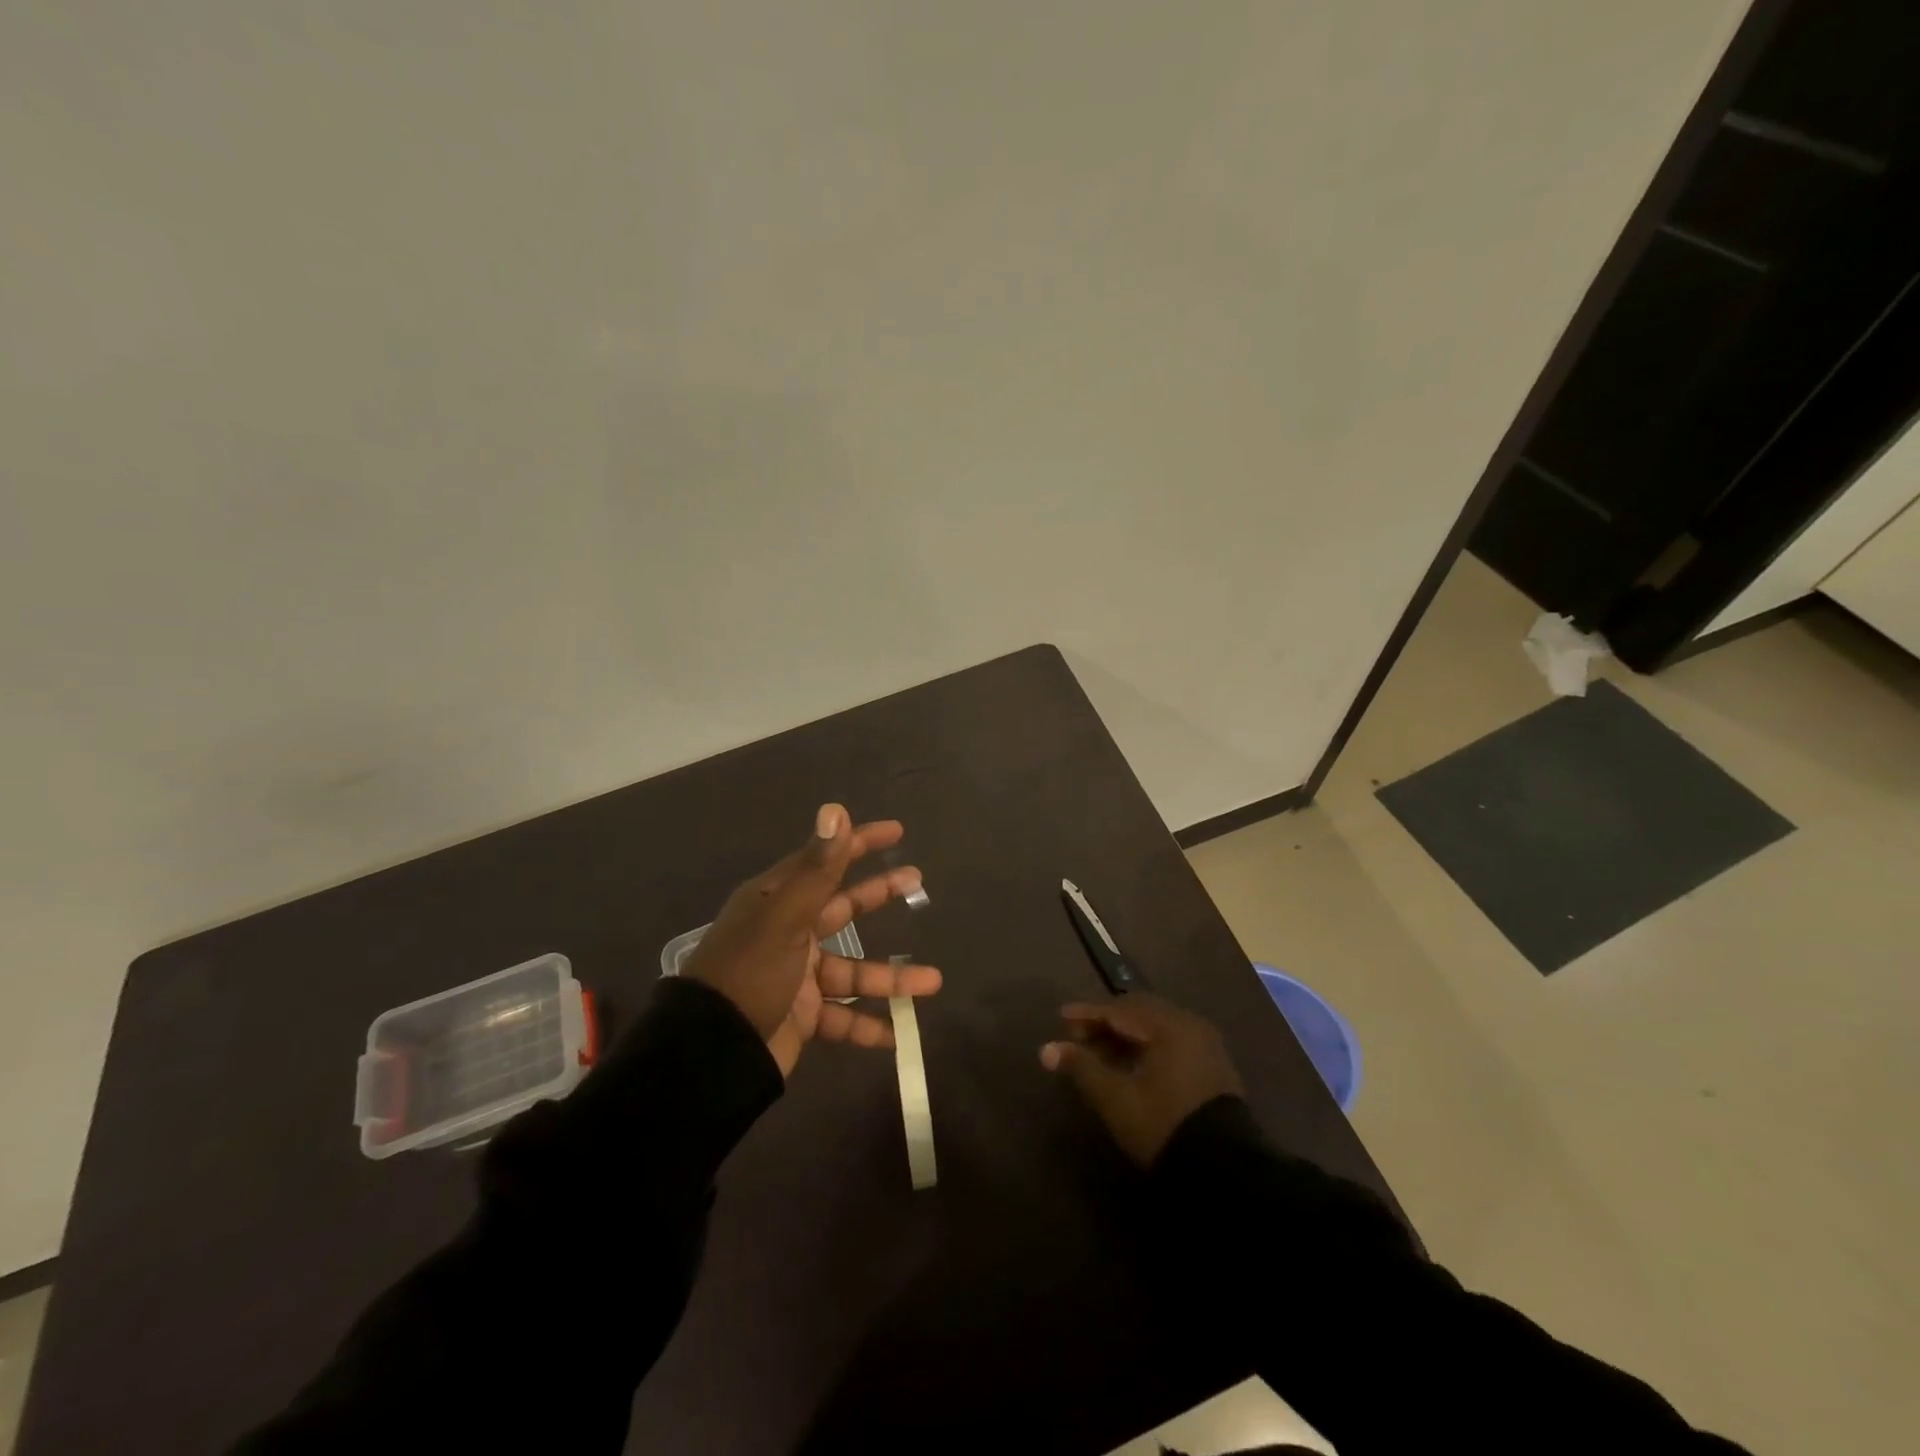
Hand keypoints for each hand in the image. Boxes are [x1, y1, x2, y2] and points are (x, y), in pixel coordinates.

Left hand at [683, 803, 941, 1077]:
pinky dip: (868, 1027)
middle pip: (842, 908)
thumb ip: (817, 869)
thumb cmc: (750, 973)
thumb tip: (835, 808)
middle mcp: (788, 933)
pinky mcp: (802, 1016)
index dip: (858, 843)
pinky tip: (898, 1034)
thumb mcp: (785, 918)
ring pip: (853, 971)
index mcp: (777, 902)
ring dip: (891, 978)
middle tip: (917, 884)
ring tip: (933, 982)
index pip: (824, 861)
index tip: (897, 831)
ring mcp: (796, 977)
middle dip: (879, 896)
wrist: (710, 1054)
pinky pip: (842, 1019)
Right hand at [1040, 994, 1244, 1166]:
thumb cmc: (1163, 1125)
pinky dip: (1147, 1046)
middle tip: (1079, 1036)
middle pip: (1139, 1012)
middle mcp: (1189, 1024)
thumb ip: (1081, 1067)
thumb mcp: (1116, 1098)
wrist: (1226, 1172)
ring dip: (1126, 1035)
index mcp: (1168, 1025)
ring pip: (1156, 1027)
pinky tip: (1130, 1064)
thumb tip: (1046, 1049)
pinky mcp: (1213, 1065)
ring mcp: (1205, 1044)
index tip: (1061, 1018)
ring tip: (1100, 1053)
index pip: (1119, 1010)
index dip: (1087, 1014)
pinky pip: (1172, 1041)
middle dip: (1107, 1022)